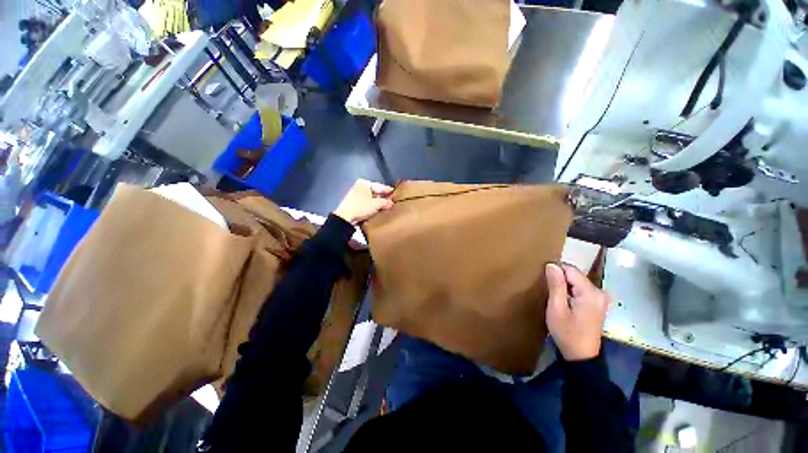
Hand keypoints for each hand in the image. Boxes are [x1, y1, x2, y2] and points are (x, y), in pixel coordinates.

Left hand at [333, 179, 393, 224]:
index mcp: (364, 183)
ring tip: (386, 207)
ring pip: (371, 198)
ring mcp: (355, 194)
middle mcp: (359, 187)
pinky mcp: (353, 203)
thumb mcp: (376, 204)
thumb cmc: (361, 207)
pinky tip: (377, 211)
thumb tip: (391, 203)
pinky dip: (371, 206)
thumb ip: (385, 202)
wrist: (345, 217)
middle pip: (375, 192)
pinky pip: (366, 203)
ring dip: (377, 203)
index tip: (396, 193)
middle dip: (383, 198)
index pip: (380, 186)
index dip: (389, 191)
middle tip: (392, 202)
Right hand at [545, 263, 608, 360]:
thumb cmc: (567, 333)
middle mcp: (599, 291)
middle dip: (560, 280)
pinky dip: (570, 291)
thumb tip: (551, 265)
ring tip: (555, 298)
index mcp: (590, 292)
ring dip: (564, 286)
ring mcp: (600, 297)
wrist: (581, 356)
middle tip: (549, 292)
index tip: (545, 283)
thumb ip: (555, 285)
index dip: (555, 273)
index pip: (570, 269)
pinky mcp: (598, 302)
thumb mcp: (556, 308)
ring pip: (577, 281)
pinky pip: (581, 288)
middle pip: (574, 275)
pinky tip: (564, 302)